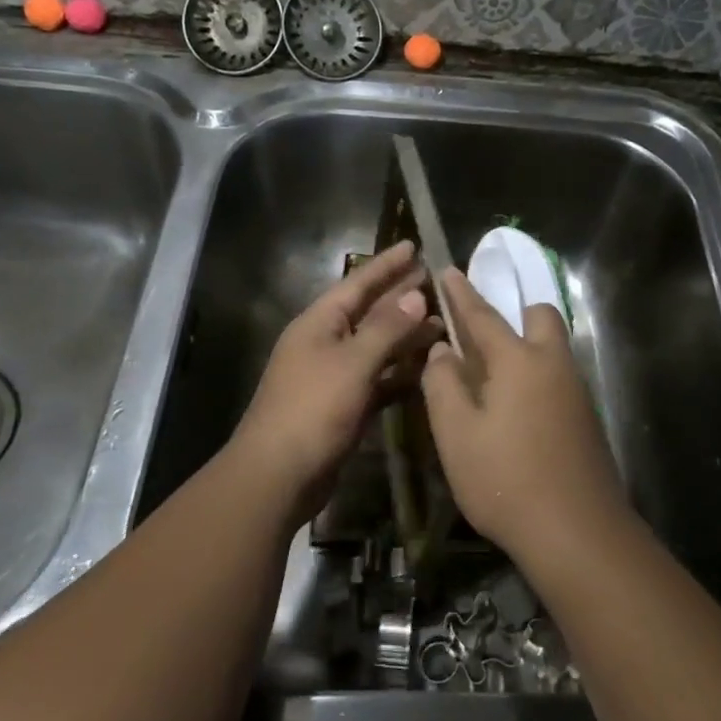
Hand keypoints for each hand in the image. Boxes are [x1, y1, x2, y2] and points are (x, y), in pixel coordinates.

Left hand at [230, 240, 441, 523]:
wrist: (278, 475)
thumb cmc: (312, 410)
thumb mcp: (353, 363)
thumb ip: (387, 329)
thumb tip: (416, 295)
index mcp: (319, 324)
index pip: (358, 284)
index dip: (387, 265)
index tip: (414, 245)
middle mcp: (326, 343)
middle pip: (369, 312)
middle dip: (401, 297)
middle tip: (437, 281)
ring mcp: (334, 376)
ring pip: (377, 347)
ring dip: (406, 336)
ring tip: (443, 322)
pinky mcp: (344, 406)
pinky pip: (377, 379)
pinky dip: (400, 373)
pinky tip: (426, 368)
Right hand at [419, 268, 630, 559]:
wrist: (576, 531)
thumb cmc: (505, 478)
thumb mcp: (456, 434)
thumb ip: (443, 384)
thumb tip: (442, 351)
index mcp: (518, 360)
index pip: (483, 315)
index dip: (462, 294)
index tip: (448, 270)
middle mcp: (553, 364)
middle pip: (540, 318)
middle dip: (514, 313)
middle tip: (482, 337)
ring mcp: (576, 391)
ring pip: (553, 348)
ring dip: (526, 346)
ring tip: (493, 377)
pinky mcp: (586, 418)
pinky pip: (558, 377)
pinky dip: (537, 376)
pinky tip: (517, 410)